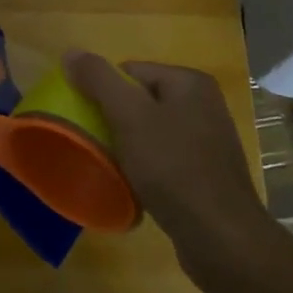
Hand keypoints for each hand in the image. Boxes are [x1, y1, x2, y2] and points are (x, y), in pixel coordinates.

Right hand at [64, 52, 276, 290]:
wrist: (222, 240)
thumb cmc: (174, 169)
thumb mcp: (129, 117)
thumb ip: (99, 80)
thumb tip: (71, 52)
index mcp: (189, 82)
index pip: (130, 71)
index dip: (104, 94)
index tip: (90, 122)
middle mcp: (204, 104)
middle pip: (140, 101)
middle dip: (116, 122)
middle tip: (99, 146)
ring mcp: (209, 140)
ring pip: (151, 132)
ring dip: (130, 147)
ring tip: (115, 169)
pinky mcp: (208, 174)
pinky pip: (165, 159)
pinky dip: (148, 169)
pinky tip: (137, 187)